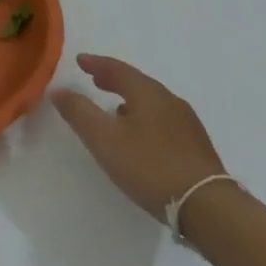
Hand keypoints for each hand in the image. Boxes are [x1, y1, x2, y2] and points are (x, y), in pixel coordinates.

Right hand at [51, 54, 225, 226]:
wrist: (207, 205)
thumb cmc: (150, 166)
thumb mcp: (104, 139)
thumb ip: (79, 112)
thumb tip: (58, 89)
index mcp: (148, 93)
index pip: (118, 69)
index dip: (96, 64)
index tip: (80, 60)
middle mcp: (170, 101)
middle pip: (138, 83)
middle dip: (114, 79)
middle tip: (95, 79)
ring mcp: (187, 123)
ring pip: (152, 102)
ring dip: (131, 99)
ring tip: (115, 108)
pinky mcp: (195, 145)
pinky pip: (163, 119)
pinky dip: (145, 116)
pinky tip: (141, 135)